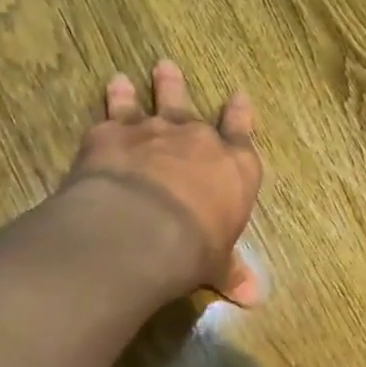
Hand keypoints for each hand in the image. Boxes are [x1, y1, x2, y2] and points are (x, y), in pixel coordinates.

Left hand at [62, 61, 263, 305]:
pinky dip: (112, 99)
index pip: (242, 134)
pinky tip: (111, 87)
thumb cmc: (194, 249)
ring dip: (148, 87)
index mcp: (234, 168)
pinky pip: (114, 110)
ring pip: (153, 101)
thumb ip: (231, 272)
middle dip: (179, 88)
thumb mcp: (217, 264)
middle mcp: (197, 141)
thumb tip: (254, 299)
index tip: (239, 96)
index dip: (241, 115)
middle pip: (190, 108)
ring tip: (135, 74)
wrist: (143, 230)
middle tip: (169, 67)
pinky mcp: (113, 134)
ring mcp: (155, 132)